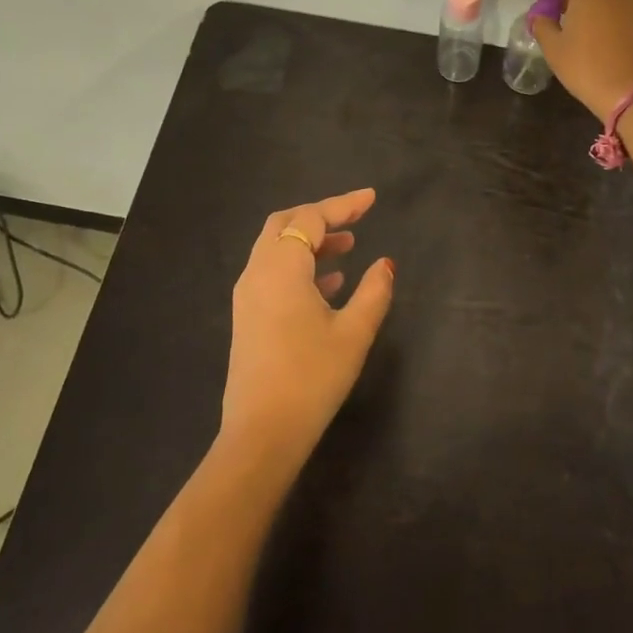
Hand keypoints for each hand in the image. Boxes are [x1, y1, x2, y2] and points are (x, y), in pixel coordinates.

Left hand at [220, 189, 395, 474]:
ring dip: (310, 241)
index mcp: (281, 268)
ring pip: (276, 249)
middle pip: (285, 225)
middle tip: (356, 219)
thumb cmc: (312, 377)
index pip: (310, 218)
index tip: (372, 199)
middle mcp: (257, 273)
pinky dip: (300, 265)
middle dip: (320, 216)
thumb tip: (385, 264)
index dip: (343, 205)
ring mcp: (247, 295)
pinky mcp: (247, 316)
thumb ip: (374, 291)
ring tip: (348, 247)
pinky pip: (272, 272)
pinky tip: (330, 283)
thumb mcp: (354, 333)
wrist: (262, 433)